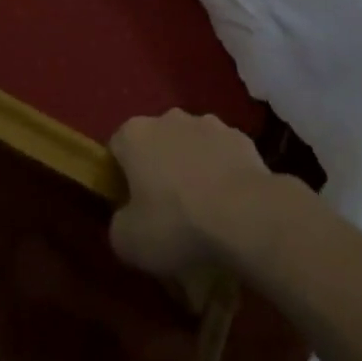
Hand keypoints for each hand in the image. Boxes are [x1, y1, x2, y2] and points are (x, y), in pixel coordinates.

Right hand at [108, 111, 277, 277]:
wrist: (245, 216)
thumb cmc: (176, 224)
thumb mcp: (128, 242)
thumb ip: (118, 225)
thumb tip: (126, 219)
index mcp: (135, 135)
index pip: (116, 149)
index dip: (120, 177)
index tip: (130, 207)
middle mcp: (168, 118)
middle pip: (155, 143)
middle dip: (158, 169)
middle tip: (166, 210)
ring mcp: (208, 124)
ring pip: (191, 145)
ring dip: (192, 167)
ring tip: (203, 209)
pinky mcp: (240, 137)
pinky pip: (222, 154)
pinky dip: (222, 172)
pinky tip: (230, 204)